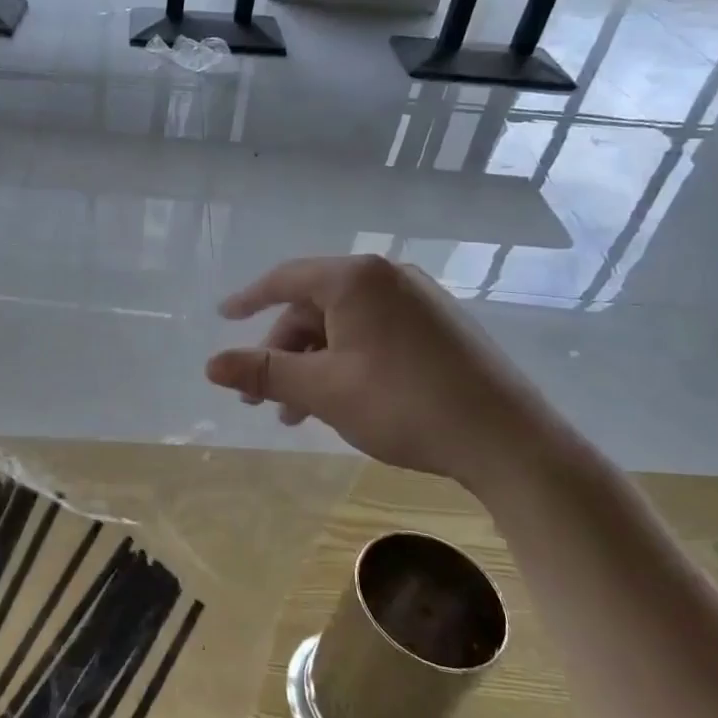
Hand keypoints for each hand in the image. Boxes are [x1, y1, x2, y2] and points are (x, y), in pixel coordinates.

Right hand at [205, 255, 573, 488]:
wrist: (508, 440)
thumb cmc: (403, 405)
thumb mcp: (321, 389)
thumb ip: (262, 373)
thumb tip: (209, 365)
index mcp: (356, 279)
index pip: (285, 279)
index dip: (248, 299)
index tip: (223, 317)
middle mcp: (388, 277)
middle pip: (314, 306)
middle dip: (283, 351)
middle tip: (262, 397)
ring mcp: (420, 300)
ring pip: (344, 324)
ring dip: (313, 363)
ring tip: (297, 413)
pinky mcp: (441, 326)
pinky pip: (375, 333)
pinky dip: (346, 361)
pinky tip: (342, 400)